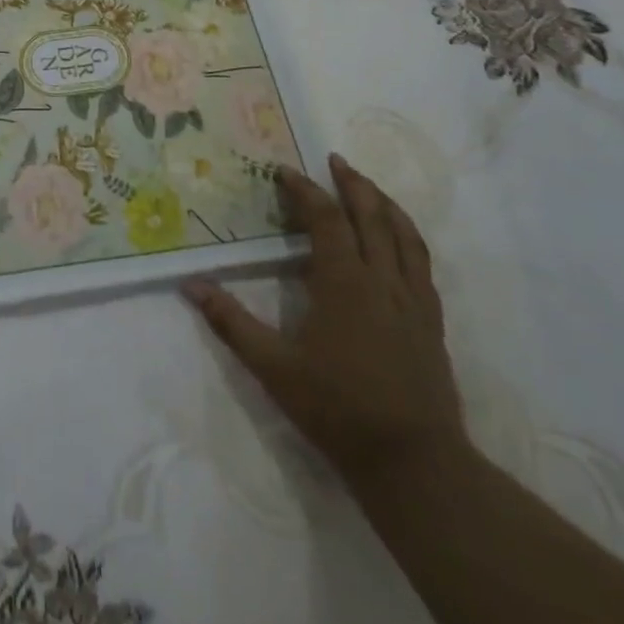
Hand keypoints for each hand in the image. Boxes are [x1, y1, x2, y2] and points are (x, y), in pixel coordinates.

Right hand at [185, 153, 464, 485]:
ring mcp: (414, 300)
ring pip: (405, 234)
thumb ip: (231, 322)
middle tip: (335, 160)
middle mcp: (383, 280)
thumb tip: (191, 285)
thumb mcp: (274, 368)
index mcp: (344, 282)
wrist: (415, 463)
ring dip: (385, 203)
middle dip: (352, 183)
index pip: (325, 219)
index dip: (304, 190)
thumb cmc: (338, 409)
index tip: (284, 171)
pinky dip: (408, 237)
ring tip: (368, 186)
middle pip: (371, 216)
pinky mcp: (432, 322)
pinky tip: (400, 241)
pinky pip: (423, 263)